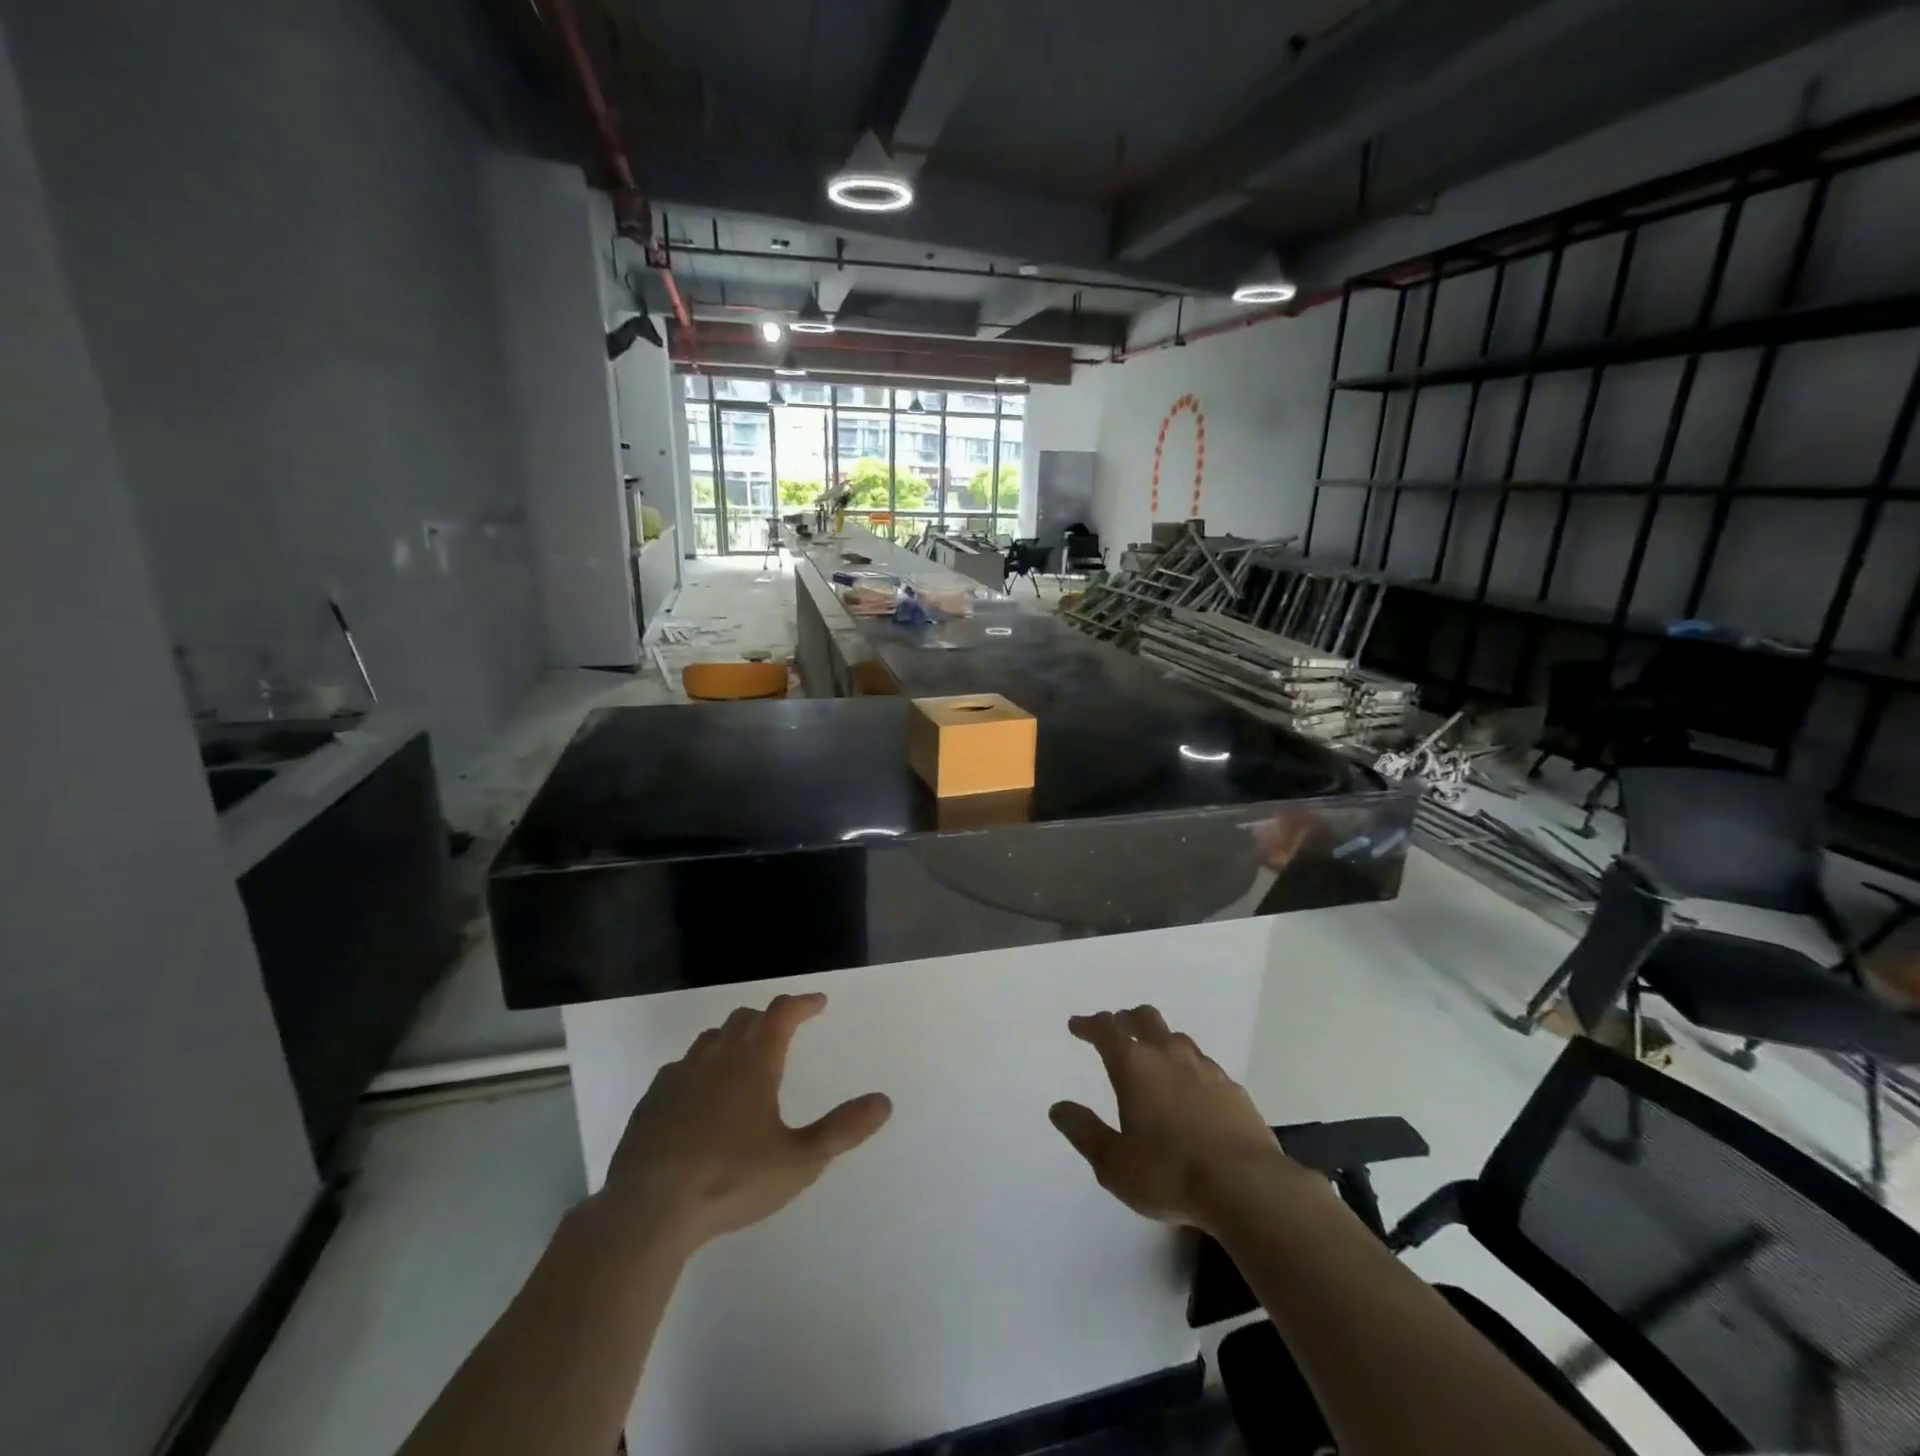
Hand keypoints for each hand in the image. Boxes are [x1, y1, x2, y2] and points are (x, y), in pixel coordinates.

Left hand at [600, 993, 891, 1248]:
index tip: (818, 1002)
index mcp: (754, 1061)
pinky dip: (700, 1067)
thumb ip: (842, 1130)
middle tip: (784, 1028)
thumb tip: (884, 1101)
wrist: (647, 1210)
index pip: (782, 1013)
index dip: (802, 1003)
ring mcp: (679, 1075)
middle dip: (768, 1019)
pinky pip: (681, 1067)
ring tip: (744, 1056)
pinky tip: (700, 1093)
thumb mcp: (799, 1161)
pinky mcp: (652, 1100)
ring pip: (711, 1039)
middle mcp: (717, 1056)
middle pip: (745, 1020)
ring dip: (733, 1038)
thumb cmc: (730, 1179)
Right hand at [1050, 1005, 1293, 1231]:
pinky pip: (1204, 1065)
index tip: (1077, 1025)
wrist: (1248, 1187)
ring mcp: (1205, 1069)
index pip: (1106, 1030)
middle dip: (1125, 1019)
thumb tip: (1059, 1108)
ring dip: (1159, 1040)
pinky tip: (1191, 1090)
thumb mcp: (1114, 1163)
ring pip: (1177, 1038)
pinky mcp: (1233, 1089)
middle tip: (1116, 1028)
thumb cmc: (1169, 1174)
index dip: (1089, 1024)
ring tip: (1153, 1058)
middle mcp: (1169, 1055)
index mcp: (1135, 1066)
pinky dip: (1188, 1067)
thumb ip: (1084, 1132)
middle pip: (1145, 1018)